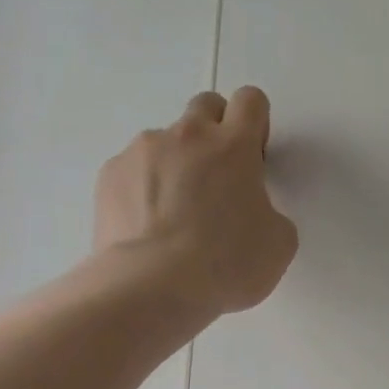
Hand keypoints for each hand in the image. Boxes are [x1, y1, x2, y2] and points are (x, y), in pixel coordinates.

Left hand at [94, 87, 298, 313]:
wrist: (152, 287)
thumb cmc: (227, 264)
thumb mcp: (279, 243)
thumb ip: (270, 212)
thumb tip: (251, 212)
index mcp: (234, 147)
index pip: (250, 101)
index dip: (257, 124)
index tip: (254, 157)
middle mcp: (187, 136)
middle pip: (205, 105)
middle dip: (216, 130)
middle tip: (219, 177)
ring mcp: (142, 152)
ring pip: (166, 141)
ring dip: (177, 164)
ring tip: (176, 216)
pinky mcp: (110, 176)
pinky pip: (134, 170)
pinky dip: (144, 189)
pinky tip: (150, 228)